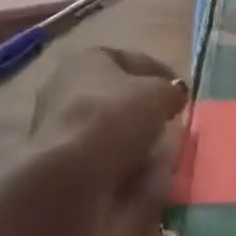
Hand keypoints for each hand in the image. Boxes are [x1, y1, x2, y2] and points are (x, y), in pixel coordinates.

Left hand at [31, 47, 188, 235]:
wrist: (66, 177)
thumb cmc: (113, 118)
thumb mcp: (158, 95)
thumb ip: (171, 92)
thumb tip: (174, 96)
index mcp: (87, 57)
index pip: (134, 60)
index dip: (163, 76)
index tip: (182, 96)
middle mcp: (65, 84)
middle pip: (117, 94)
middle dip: (142, 109)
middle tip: (167, 123)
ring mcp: (55, 123)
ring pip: (105, 126)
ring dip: (129, 138)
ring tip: (155, 154)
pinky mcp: (53, 159)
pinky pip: (94, 154)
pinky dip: (115, 161)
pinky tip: (134, 174)